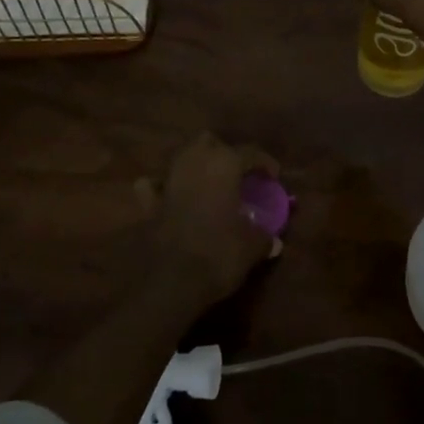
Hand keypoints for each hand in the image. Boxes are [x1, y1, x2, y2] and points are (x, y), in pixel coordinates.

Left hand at [151, 133, 281, 306]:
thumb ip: (265, 235)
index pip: (250, 152)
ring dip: (196, 165)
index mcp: (224, 164)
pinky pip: (154, 185)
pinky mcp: (149, 203)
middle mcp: (195, 162)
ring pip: (182, 156)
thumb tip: (272, 238)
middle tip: (237, 173)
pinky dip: (162, 186)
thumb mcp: (253, 246)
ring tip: (210, 183)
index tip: (273, 177)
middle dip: (223, 152)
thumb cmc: (220, 254)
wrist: (173, 282)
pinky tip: (171, 195)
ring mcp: (169, 180)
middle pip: (209, 141)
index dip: (265, 163)